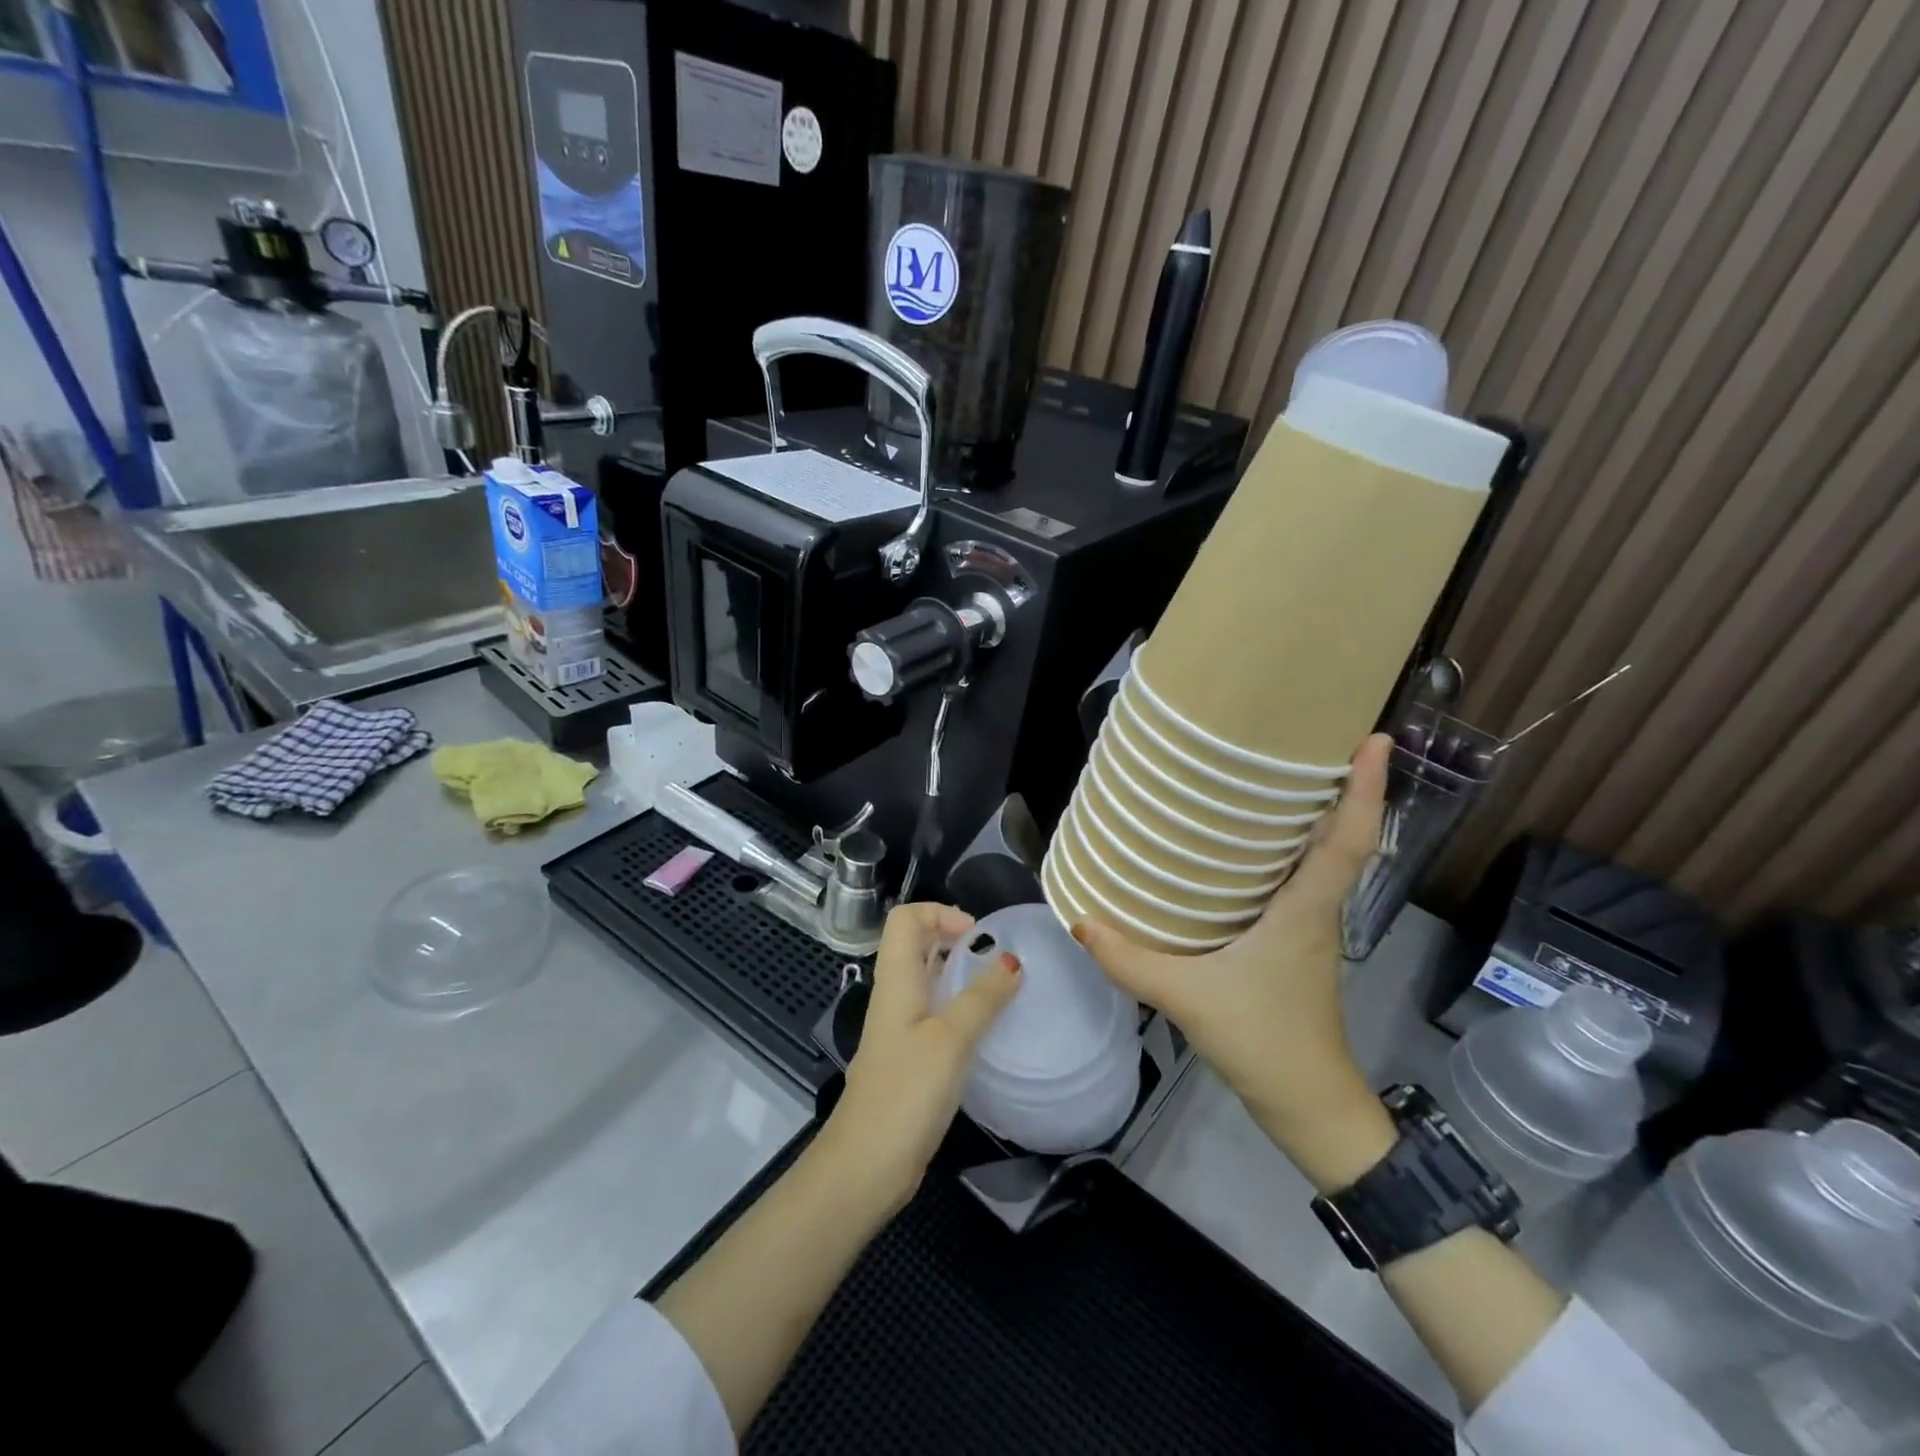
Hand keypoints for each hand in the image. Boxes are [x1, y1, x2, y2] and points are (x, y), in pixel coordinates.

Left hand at [821, 902, 1021, 1214]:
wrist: (866, 1164)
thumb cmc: (905, 1093)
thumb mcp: (950, 1040)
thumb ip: (982, 999)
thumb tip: (1012, 960)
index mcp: (896, 979)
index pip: (905, 918)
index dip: (939, 913)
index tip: (977, 936)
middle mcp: (896, 995)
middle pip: (917, 944)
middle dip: (955, 938)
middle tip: (996, 956)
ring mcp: (902, 1027)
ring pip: (929, 979)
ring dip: (961, 973)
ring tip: (1001, 986)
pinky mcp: (911, 1057)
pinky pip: (936, 1013)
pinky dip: (961, 1007)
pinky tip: (988, 1028)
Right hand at [1072, 733, 1396, 1189]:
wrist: (1309, 1107)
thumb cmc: (1264, 1043)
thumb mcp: (1188, 1000)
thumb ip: (1130, 961)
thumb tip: (1080, 920)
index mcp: (1306, 911)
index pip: (1348, 841)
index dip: (1366, 789)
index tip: (1375, 738)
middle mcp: (1316, 909)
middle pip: (1340, 836)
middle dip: (1336, 784)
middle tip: (1303, 737)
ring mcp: (1310, 927)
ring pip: (1319, 857)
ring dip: (1311, 815)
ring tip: (1269, 776)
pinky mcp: (1295, 942)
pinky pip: (1296, 880)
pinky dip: (1284, 851)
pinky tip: (1241, 846)